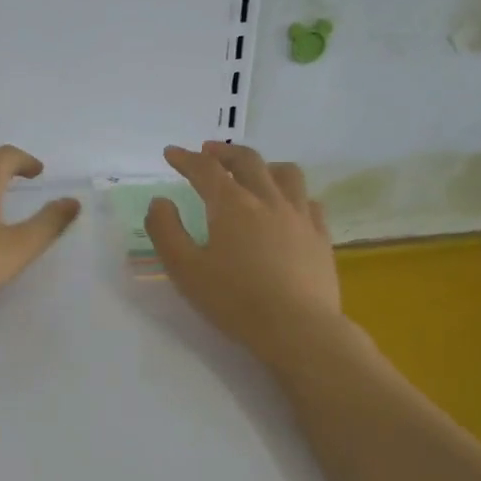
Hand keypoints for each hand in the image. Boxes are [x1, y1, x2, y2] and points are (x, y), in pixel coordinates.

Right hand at [145, 142, 343, 366]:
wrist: (298, 329)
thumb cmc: (234, 300)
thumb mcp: (185, 269)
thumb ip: (166, 231)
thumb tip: (160, 202)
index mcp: (232, 205)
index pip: (205, 169)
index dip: (186, 158)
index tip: (172, 153)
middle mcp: (268, 200)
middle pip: (247, 161)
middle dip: (224, 153)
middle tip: (208, 151)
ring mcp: (300, 216)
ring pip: (285, 173)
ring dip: (264, 165)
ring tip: (253, 172)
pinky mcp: (321, 237)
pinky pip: (309, 201)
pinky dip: (292, 194)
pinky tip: (288, 206)